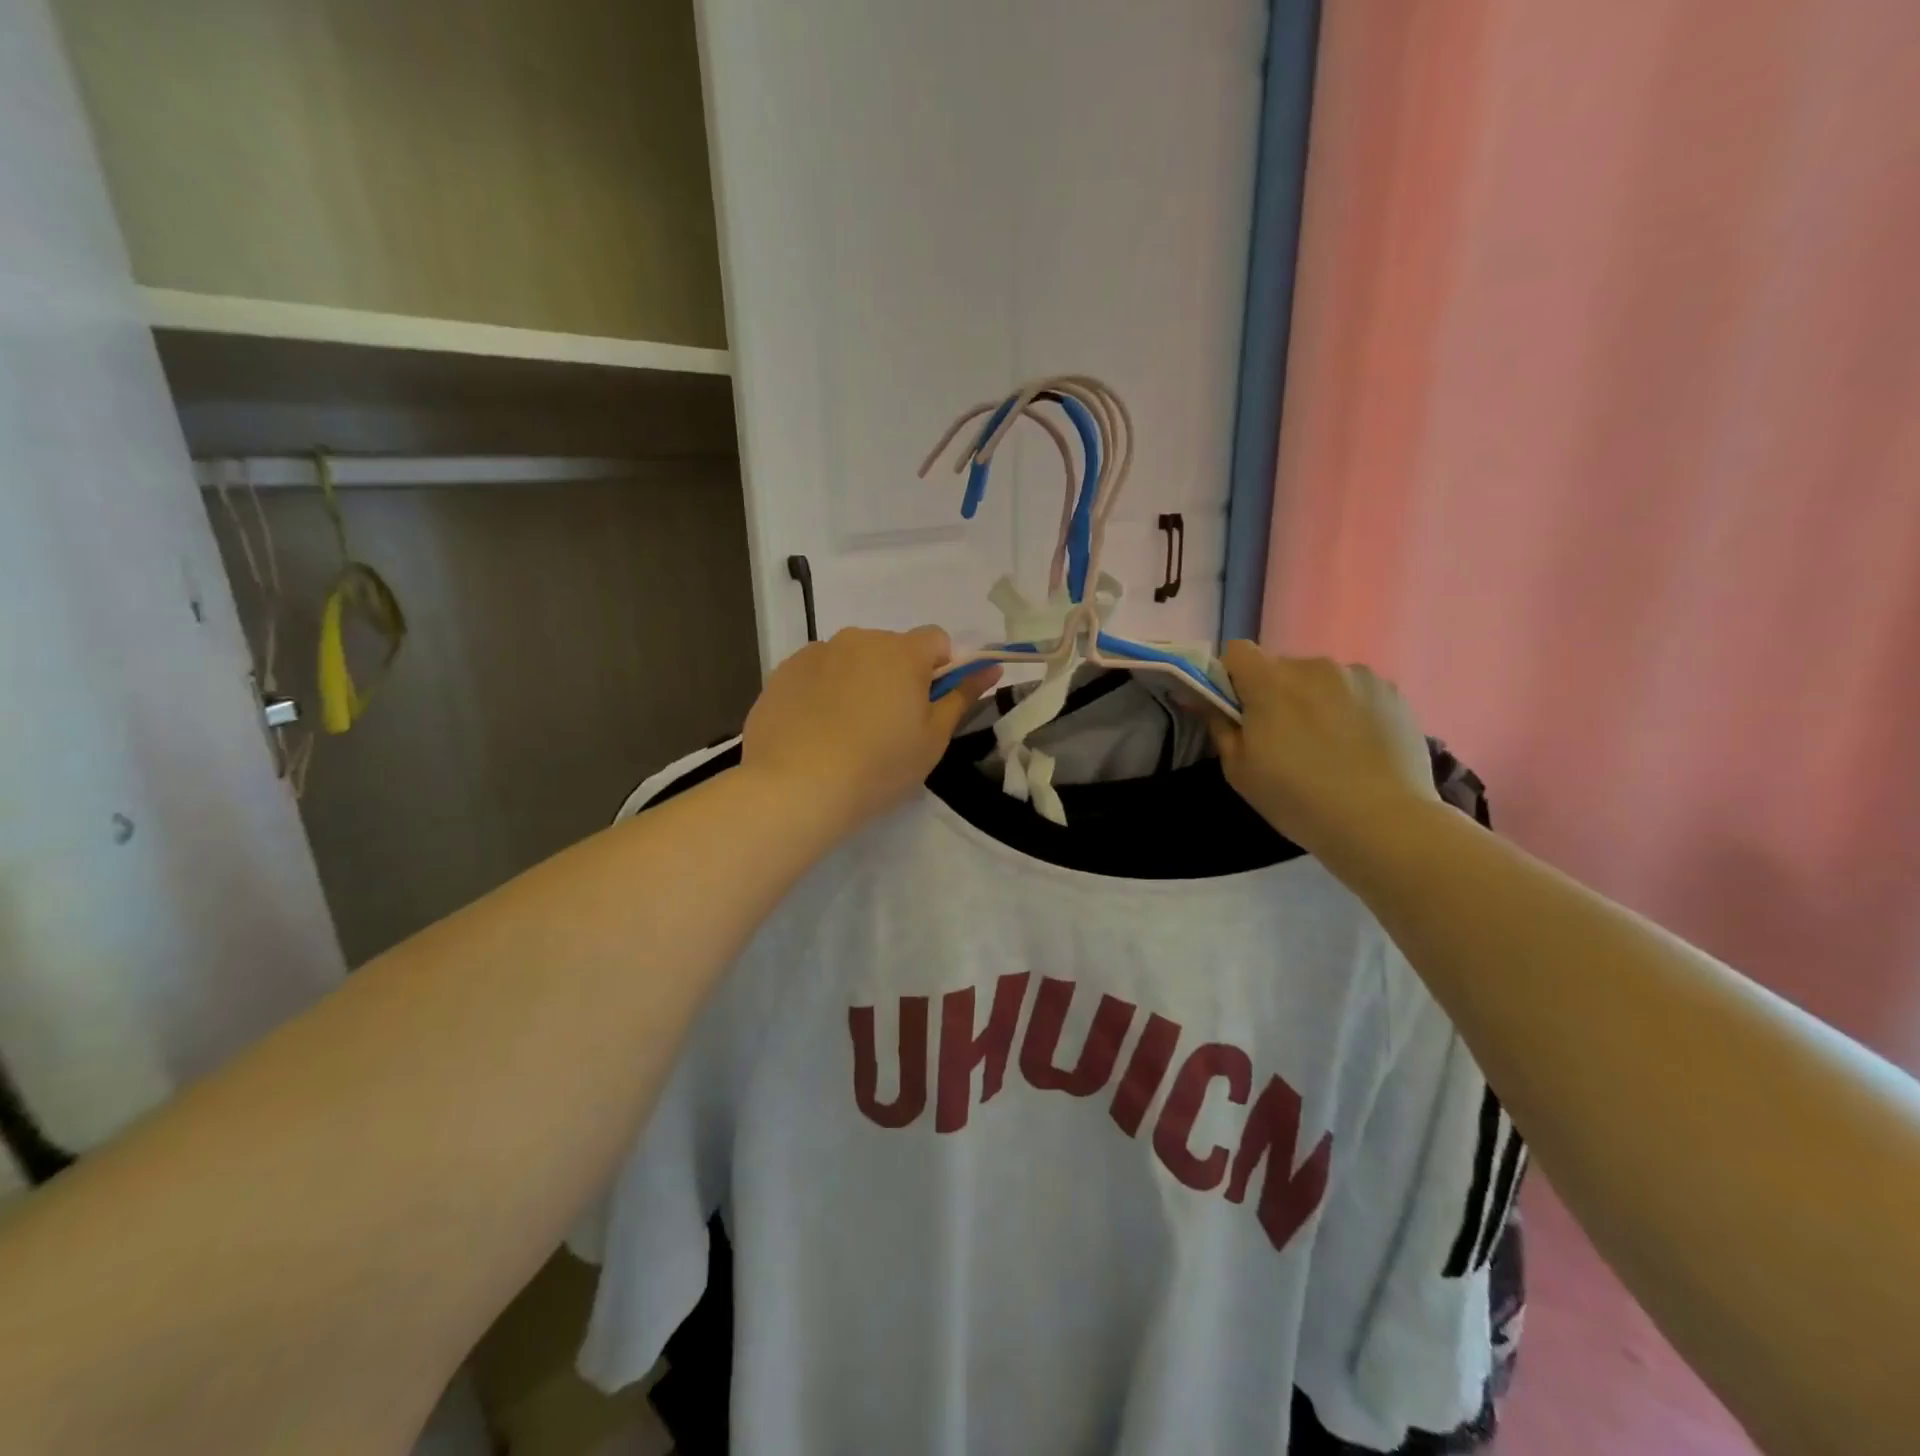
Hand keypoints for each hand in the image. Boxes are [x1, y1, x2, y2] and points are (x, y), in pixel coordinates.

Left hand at [742, 626, 996, 833]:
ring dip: (858, 681)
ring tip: (846, 731)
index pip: (937, 639)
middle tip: (889, 726)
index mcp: (902, 652)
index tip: (930, 704)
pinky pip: (817, 673)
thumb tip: (991, 667)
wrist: (795, 788)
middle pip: (891, 648)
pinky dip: (823, 691)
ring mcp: (816, 653)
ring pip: (851, 659)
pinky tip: (815, 731)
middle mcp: (859, 639)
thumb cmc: (878, 766)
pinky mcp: (783, 672)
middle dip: (897, 675)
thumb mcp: (932, 739)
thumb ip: (962, 697)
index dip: (941, 668)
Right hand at [1207, 642, 1439, 860]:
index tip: (1238, 710)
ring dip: (1314, 699)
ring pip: (1320, 679)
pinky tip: (1358, 746)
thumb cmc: (1297, 798)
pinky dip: (1349, 709)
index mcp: (1269, 681)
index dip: (1231, 677)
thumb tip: (1203, 697)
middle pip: (1280, 667)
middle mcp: (1313, 665)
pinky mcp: (1391, 691)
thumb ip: (1219, 724)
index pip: (1236, 652)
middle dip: (1275, 693)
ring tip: (1328, 744)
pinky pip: (1355, 691)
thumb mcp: (1239, 770)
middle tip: (1283, 737)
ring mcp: (1357, 675)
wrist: (1382, 822)